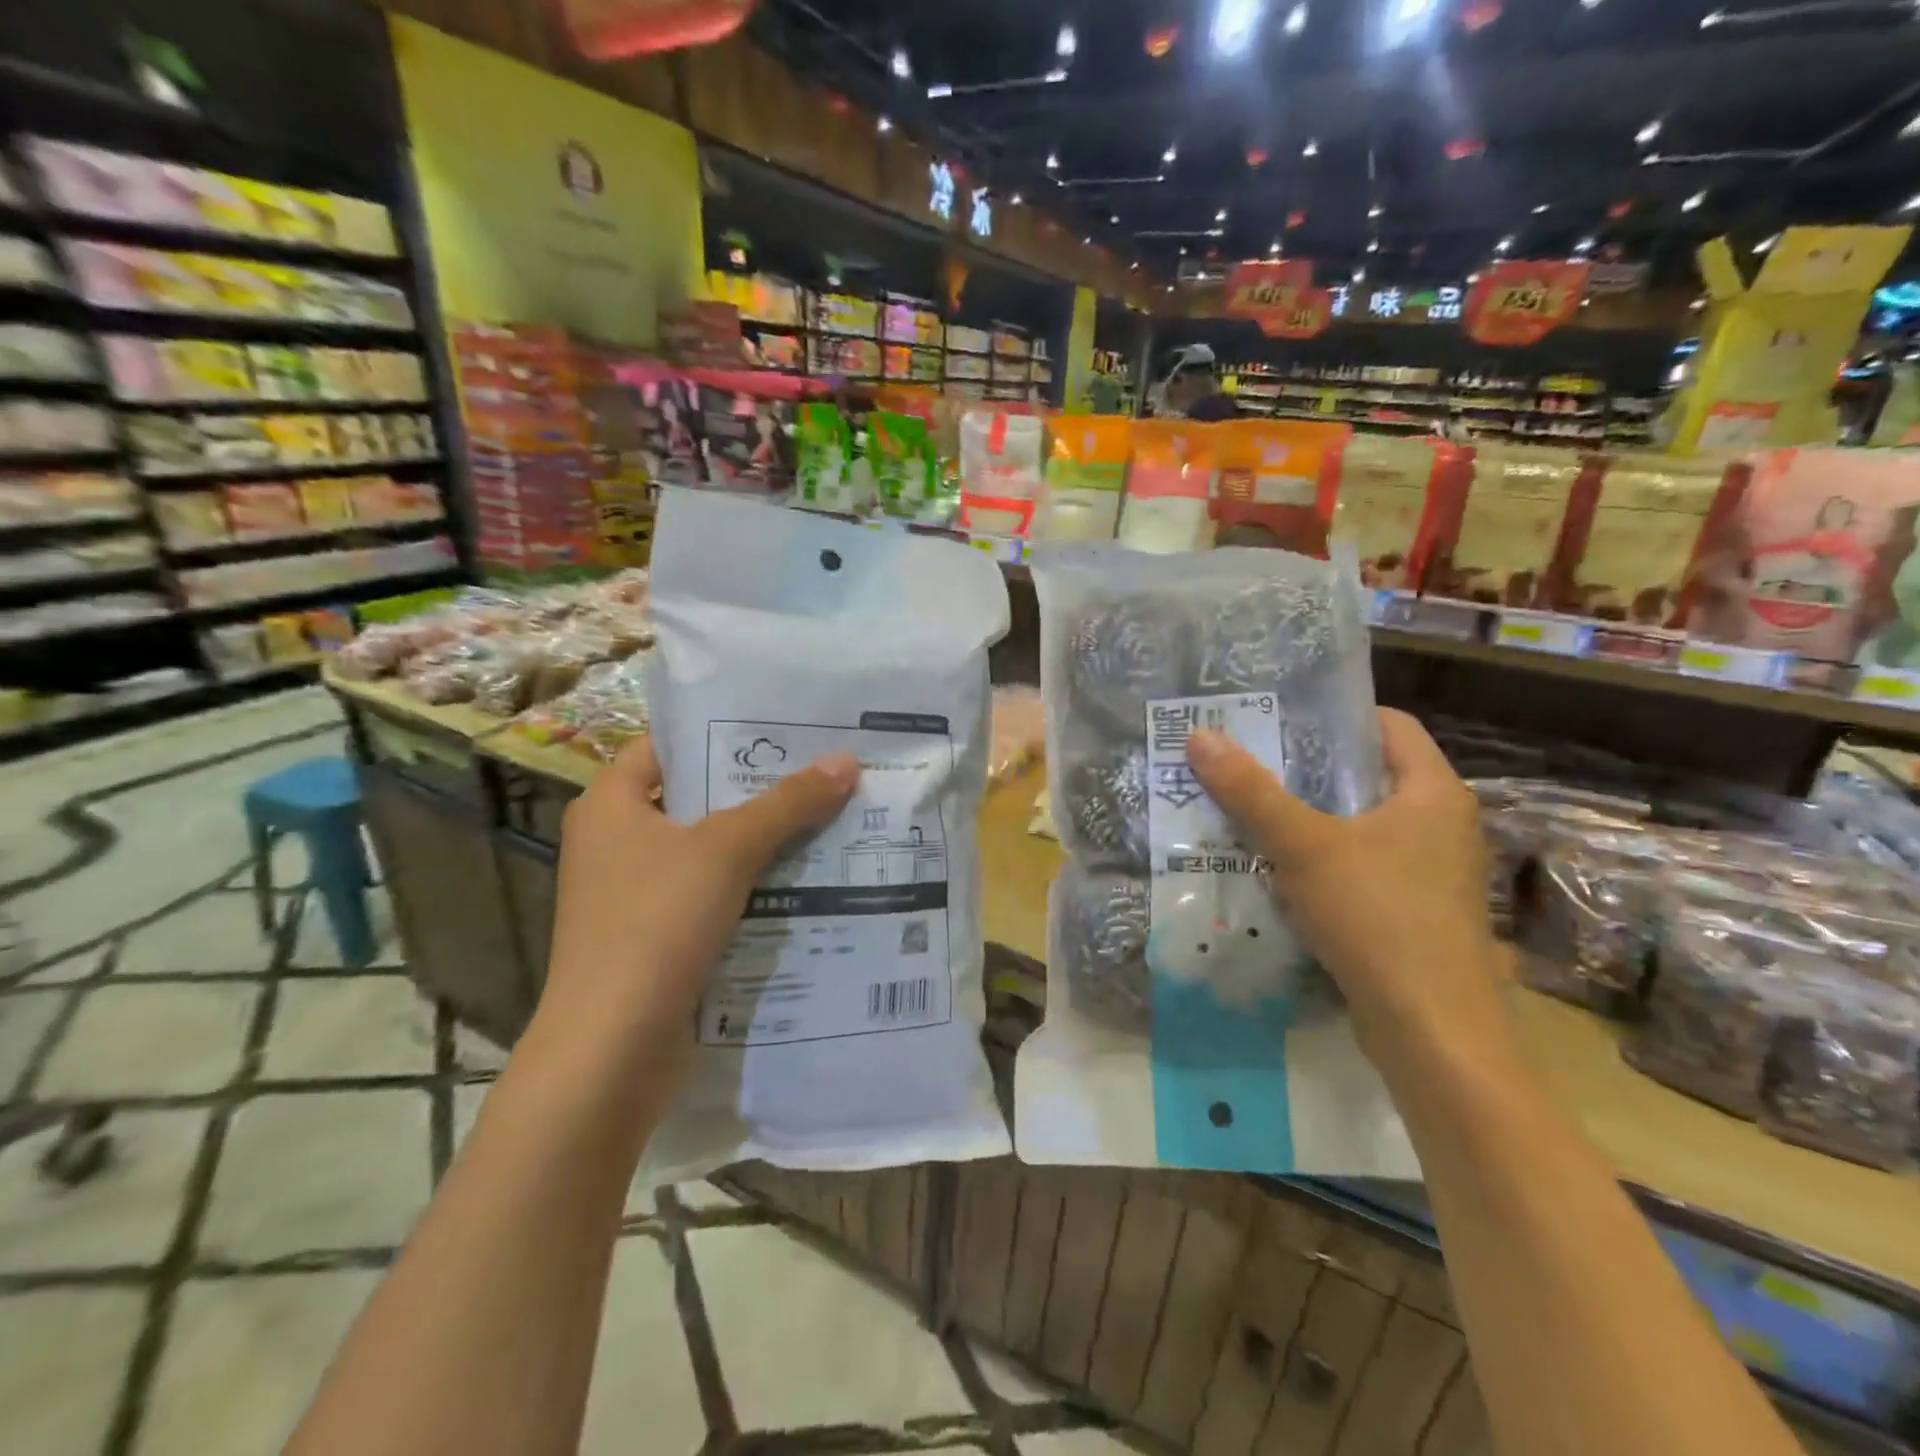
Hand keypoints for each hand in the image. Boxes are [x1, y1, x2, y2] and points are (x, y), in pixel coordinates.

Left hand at [537, 736, 859, 1061]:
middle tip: (820, 769)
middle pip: (695, 797)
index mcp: (610, 804)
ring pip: (708, 850)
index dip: (721, 732)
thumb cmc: (656, 923)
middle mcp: (615, 841)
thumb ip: (788, 803)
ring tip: (826, 815)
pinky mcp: (656, 936)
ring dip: (761, 839)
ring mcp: (634, 893)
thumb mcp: (728, 850)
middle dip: (757, 788)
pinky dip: (751, 884)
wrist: (613, 1049)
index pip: (668, 745)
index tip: (782, 728)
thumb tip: (846, 760)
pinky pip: (711, 893)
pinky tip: (804, 877)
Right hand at [1186, 709, 1509, 1067]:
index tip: (1276, 717)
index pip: (1387, 724)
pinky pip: (1359, 867)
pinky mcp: (1413, 913)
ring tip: (1248, 810)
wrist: (1432, 1032)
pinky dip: (1319, 861)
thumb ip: (1251, 791)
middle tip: (1245, 761)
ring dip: (1307, 818)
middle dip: (1305, 768)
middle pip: (1367, 775)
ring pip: (1359, 826)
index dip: (1333, 714)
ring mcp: (1430, 873)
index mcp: (1432, 792)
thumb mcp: (1304, 846)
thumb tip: (1200, 735)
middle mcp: (1440, 825)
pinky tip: (1273, 869)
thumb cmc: (1378, 916)